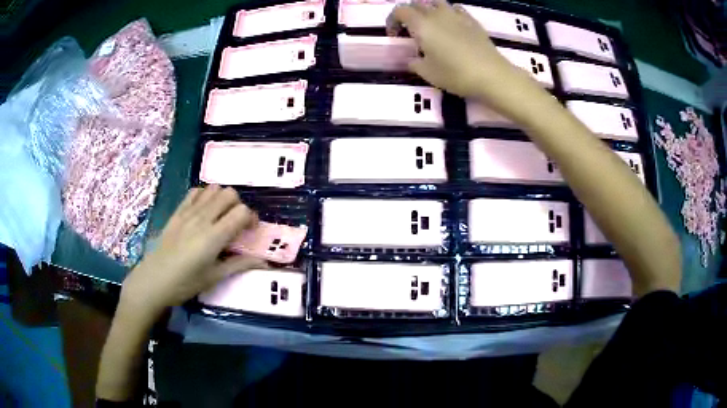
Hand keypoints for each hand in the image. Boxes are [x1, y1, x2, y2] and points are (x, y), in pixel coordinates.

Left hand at [120, 185, 265, 317]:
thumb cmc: (185, 283)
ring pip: (213, 188)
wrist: (154, 279)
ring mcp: (188, 212)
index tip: (250, 232)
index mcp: (214, 237)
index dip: (251, 218)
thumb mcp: (214, 277)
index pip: (241, 212)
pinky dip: (204, 196)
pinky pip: (195, 192)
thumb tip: (264, 262)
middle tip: (236, 224)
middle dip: (238, 205)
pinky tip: (204, 211)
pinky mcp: (177, 212)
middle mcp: (203, 218)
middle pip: (229, 193)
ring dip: (222, 198)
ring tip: (221, 216)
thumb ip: (239, 265)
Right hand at [387, 0, 547, 118]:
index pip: (400, 11)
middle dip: (409, 13)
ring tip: (430, 24)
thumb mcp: (428, 74)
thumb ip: (414, 63)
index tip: (395, 35)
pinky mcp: (472, 20)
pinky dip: (448, 13)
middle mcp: (437, 14)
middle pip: (417, 3)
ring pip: (436, 2)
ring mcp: (456, 15)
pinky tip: (451, 25)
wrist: (491, 75)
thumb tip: (411, 59)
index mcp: (421, 24)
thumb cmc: (456, 75)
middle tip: (410, 30)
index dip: (393, 20)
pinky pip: (455, 8)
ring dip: (429, 9)